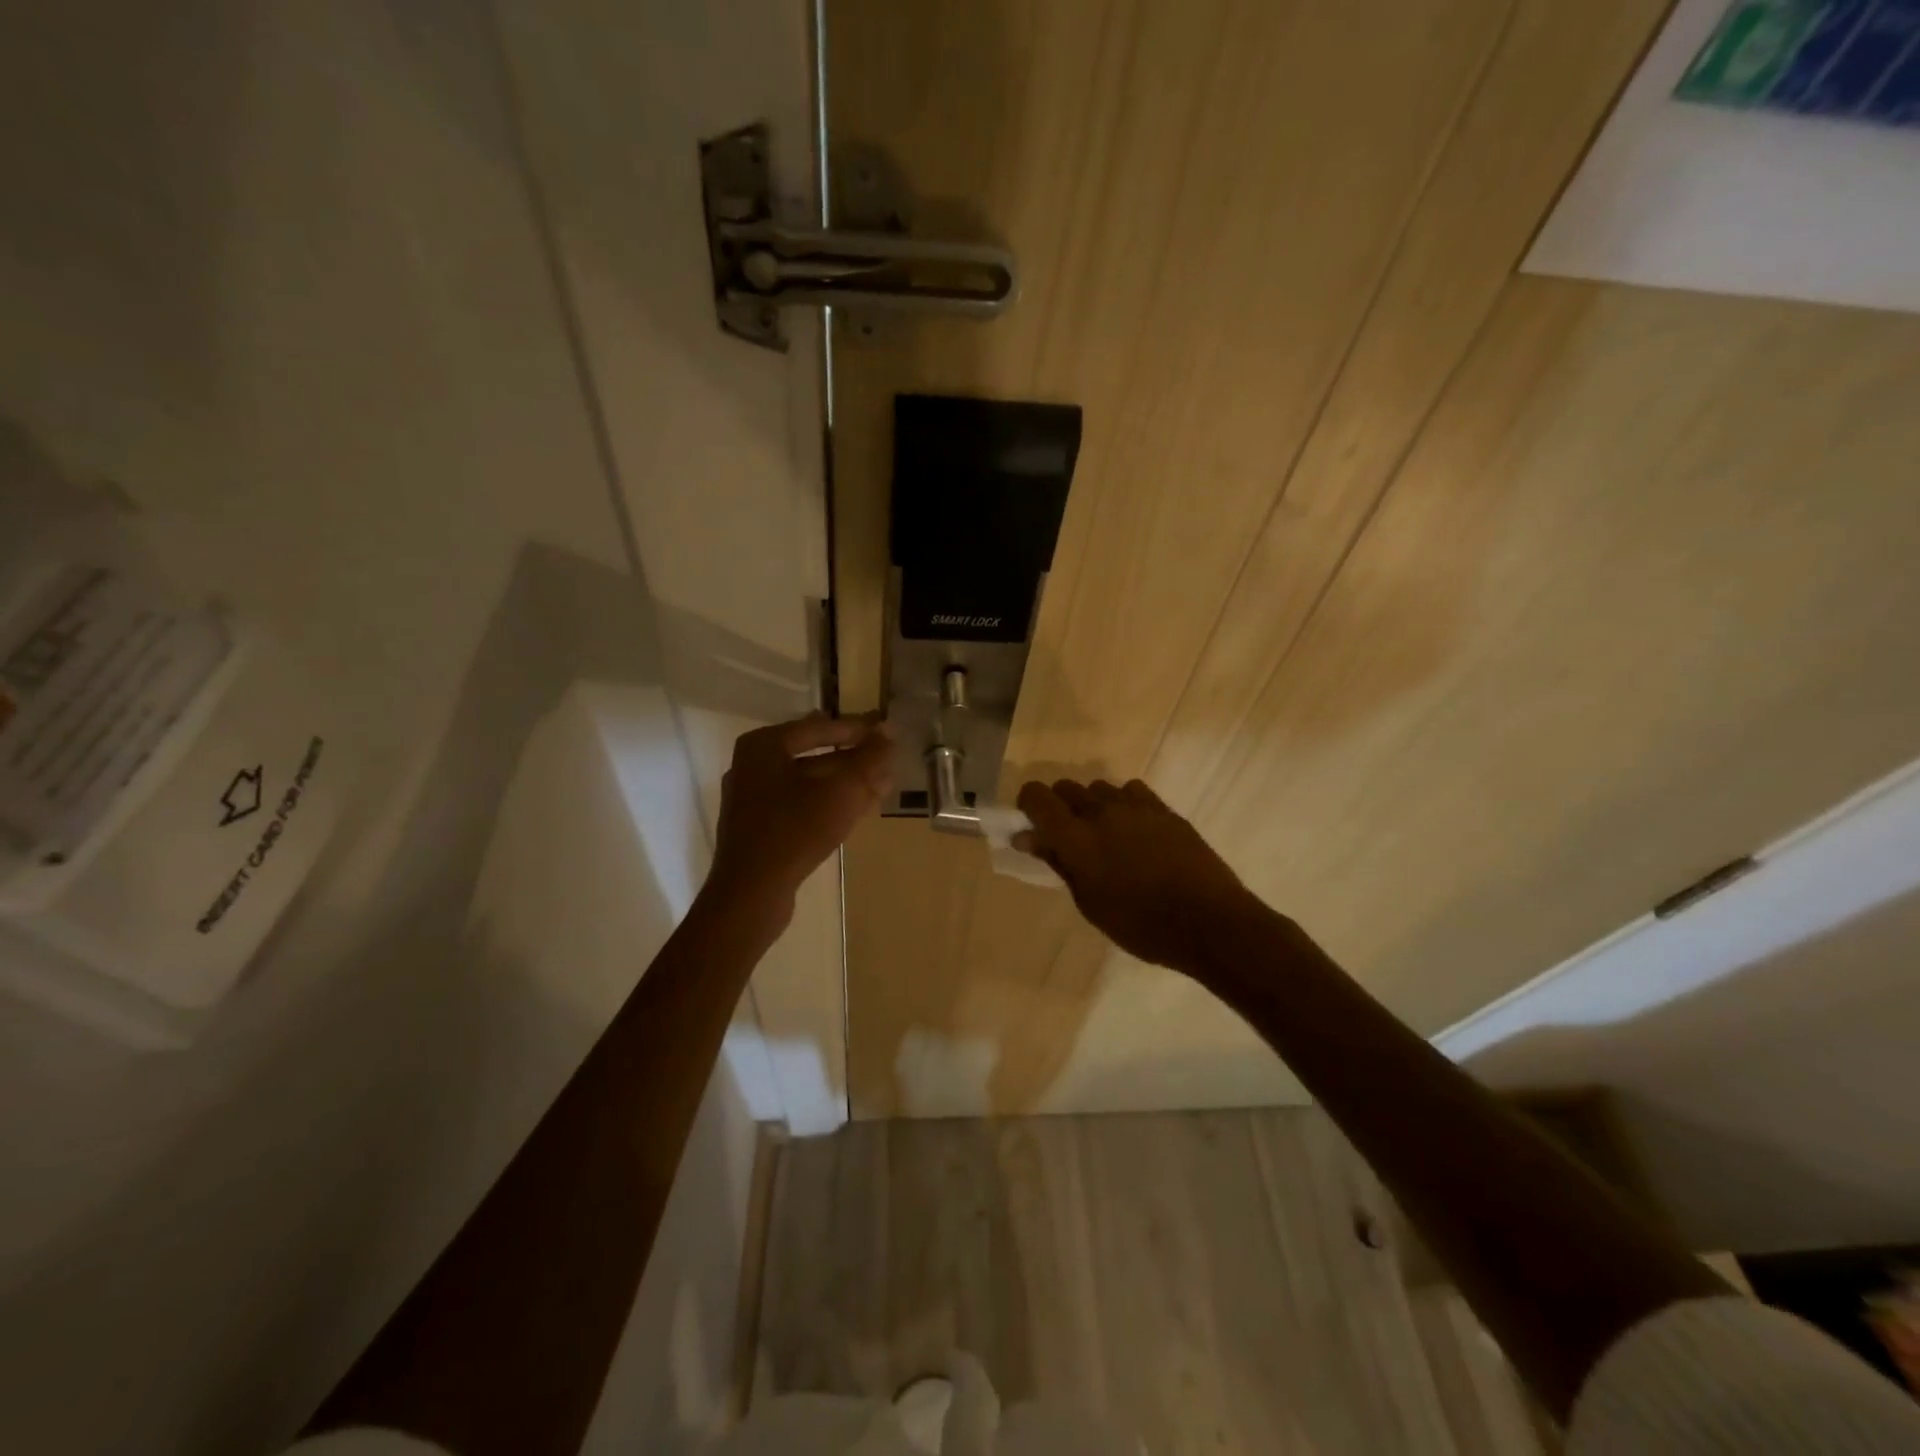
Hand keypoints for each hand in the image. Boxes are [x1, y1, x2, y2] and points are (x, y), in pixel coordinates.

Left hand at [707, 713, 893, 923]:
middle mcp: (752, 765)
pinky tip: (856, 809)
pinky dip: (828, 801)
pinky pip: (799, 803)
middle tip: (886, 759)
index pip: (820, 726)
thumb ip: (869, 760)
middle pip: (813, 753)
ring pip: (808, 780)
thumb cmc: (795, 831)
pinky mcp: (758, 827)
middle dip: (853, 757)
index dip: (858, 729)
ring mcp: (752, 798)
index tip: (887, 732)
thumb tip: (888, 733)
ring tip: (880, 785)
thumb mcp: (842, 792)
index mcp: (764, 746)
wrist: (751, 893)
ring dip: (844, 781)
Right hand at [1015, 777, 1266, 972]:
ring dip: (1091, 805)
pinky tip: (1133, 828)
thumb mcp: (1089, 902)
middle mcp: (1102, 811)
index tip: (1031, 825)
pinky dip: (1123, 803)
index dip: (1027, 805)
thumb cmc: (1140, 925)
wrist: (1208, 922)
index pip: (1037, 797)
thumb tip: (1028, 838)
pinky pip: (1131, 791)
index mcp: (1076, 837)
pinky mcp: (1164, 809)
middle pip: (1066, 787)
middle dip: (1058, 806)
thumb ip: (1058, 863)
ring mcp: (1136, 806)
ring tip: (1104, 835)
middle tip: (1066, 838)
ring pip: (1099, 788)